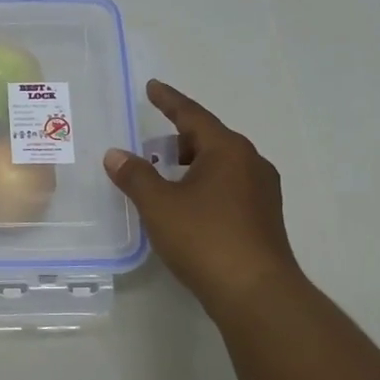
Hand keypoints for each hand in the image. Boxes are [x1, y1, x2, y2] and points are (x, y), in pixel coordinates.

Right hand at [104, 80, 301, 308]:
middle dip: (179, 139)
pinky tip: (189, 207)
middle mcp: (251, 163)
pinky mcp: (264, 218)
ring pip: (221, 165)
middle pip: (209, 139)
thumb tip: (115, 154)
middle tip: (152, 146)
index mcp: (228, 150)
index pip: (192, 115)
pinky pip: (229, 187)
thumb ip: (135, 176)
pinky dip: (205, 186)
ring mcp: (262, 192)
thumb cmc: (205, 239)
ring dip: (192, 165)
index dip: (168, 100)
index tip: (152, 87)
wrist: (255, 292)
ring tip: (166, 178)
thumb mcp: (159, 205)